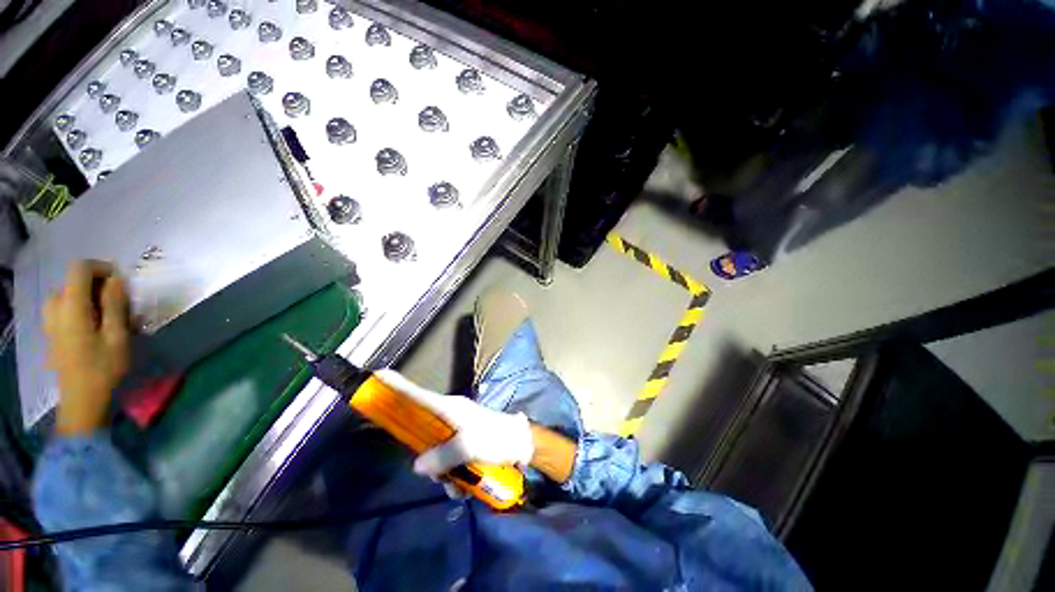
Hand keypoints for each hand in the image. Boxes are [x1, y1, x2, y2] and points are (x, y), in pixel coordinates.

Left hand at [43, 260, 131, 434]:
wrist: (82, 401)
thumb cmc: (104, 368)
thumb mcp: (117, 335)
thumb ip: (115, 304)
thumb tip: (116, 279)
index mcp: (71, 306)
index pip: (80, 268)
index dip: (102, 268)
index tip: (122, 283)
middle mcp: (55, 307)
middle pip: (75, 281)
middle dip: (99, 287)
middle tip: (121, 306)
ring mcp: (50, 320)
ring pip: (70, 294)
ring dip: (91, 299)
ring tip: (110, 317)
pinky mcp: (52, 331)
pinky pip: (66, 308)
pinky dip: (83, 309)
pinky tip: (96, 327)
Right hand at [374, 370, 533, 478]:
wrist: (522, 444)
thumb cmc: (496, 438)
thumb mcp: (469, 447)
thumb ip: (442, 457)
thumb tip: (417, 466)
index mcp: (449, 408)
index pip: (417, 395)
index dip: (398, 386)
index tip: (377, 375)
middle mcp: (449, 417)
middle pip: (421, 433)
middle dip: (429, 459)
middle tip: (442, 474)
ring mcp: (456, 431)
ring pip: (435, 454)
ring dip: (445, 474)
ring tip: (461, 484)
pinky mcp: (464, 444)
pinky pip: (449, 462)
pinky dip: (455, 478)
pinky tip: (467, 488)